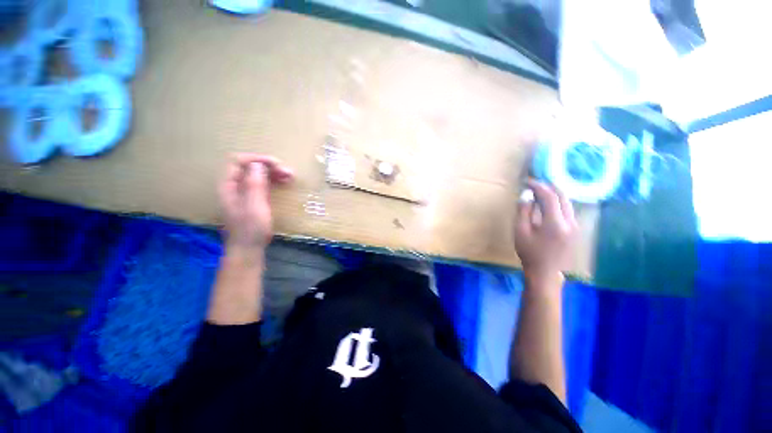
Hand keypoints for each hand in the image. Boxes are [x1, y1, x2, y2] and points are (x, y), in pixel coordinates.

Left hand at [219, 153, 293, 251]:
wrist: (248, 248)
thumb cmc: (251, 228)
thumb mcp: (254, 206)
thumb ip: (254, 184)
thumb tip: (258, 164)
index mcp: (229, 186)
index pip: (238, 161)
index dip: (257, 159)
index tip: (277, 165)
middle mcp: (234, 186)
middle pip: (249, 167)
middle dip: (269, 166)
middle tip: (288, 173)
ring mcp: (243, 193)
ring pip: (257, 175)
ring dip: (273, 173)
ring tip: (290, 176)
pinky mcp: (251, 199)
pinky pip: (261, 184)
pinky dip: (272, 181)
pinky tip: (283, 183)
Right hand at [514, 180, 577, 284]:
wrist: (546, 272)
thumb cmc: (529, 253)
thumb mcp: (520, 232)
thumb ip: (524, 212)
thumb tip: (526, 196)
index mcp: (555, 223)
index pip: (549, 197)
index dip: (538, 186)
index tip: (527, 182)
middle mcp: (570, 222)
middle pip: (562, 196)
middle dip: (548, 187)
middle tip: (535, 184)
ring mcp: (576, 226)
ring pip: (567, 202)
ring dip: (554, 194)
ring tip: (540, 192)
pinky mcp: (576, 230)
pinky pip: (568, 210)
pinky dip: (558, 203)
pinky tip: (548, 204)